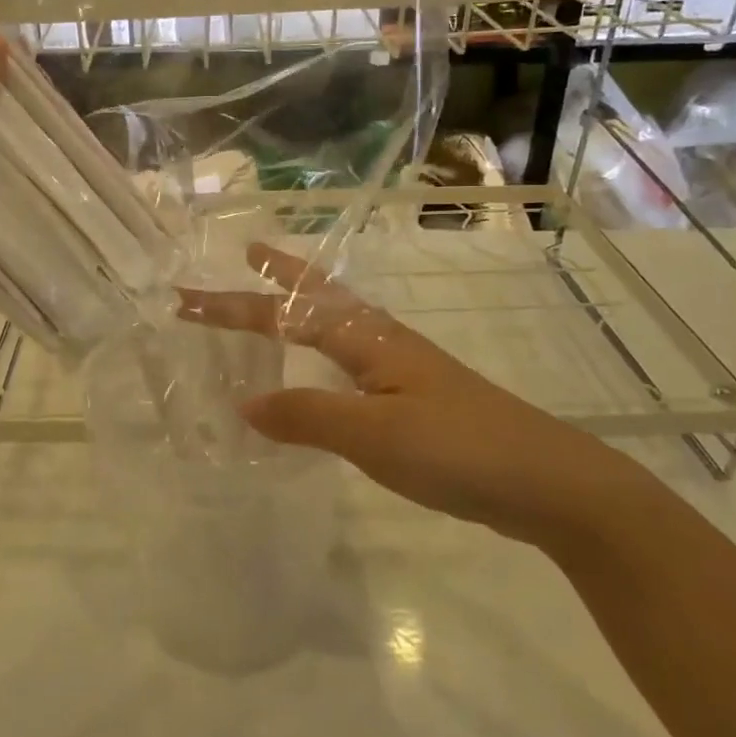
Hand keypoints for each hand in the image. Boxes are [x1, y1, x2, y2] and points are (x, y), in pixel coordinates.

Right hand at [176, 242, 648, 551]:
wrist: (549, 483)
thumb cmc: (459, 449)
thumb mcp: (374, 435)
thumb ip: (307, 416)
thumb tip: (243, 403)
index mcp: (368, 339)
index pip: (284, 315)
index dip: (232, 307)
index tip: (186, 300)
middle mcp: (382, 342)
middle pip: (319, 297)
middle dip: (278, 275)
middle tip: (246, 253)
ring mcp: (402, 370)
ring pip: (337, 325)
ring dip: (300, 308)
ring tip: (272, 305)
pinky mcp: (414, 399)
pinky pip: (349, 362)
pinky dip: (320, 353)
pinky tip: (319, 374)